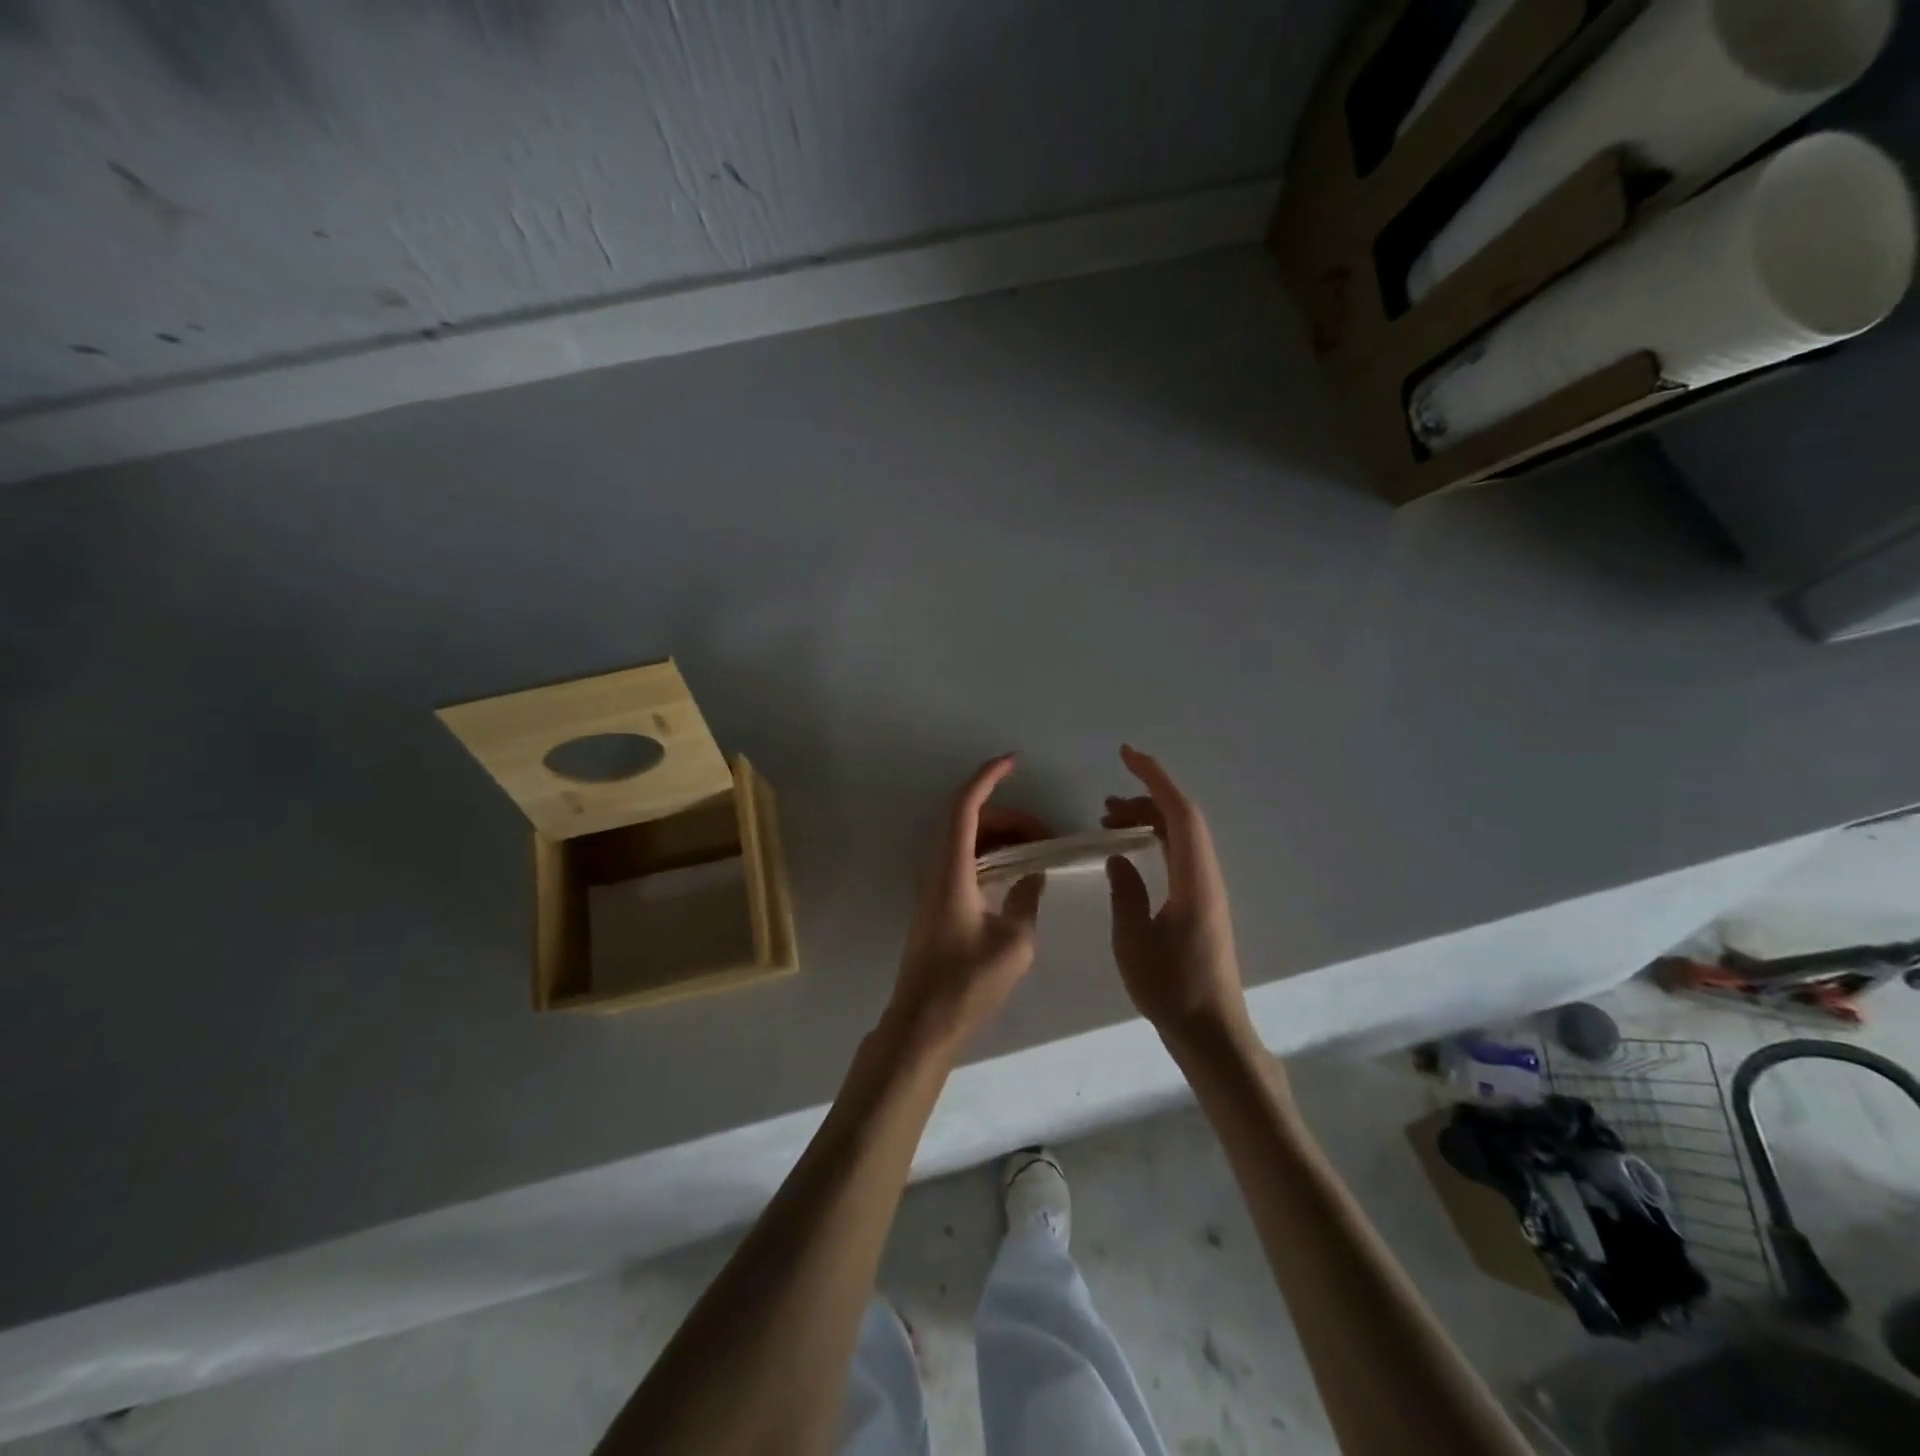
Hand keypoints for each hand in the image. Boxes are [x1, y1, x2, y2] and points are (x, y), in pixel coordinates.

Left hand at [887, 756, 1045, 1053]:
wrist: (923, 1022)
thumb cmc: (967, 984)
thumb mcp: (1014, 943)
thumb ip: (1026, 900)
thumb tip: (1033, 876)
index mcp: (953, 870)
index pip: (966, 807)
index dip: (987, 778)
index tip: (1013, 762)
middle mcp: (937, 868)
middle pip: (967, 819)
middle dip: (1007, 813)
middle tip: (1046, 832)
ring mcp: (933, 885)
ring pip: (965, 839)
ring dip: (999, 834)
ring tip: (1037, 849)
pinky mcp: (937, 902)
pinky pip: (964, 859)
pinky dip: (990, 853)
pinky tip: (1016, 872)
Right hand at [1103, 745, 1250, 1050]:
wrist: (1212, 1032)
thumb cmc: (1171, 989)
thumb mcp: (1133, 940)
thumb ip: (1125, 893)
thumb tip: (1118, 858)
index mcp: (1193, 879)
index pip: (1179, 812)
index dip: (1154, 777)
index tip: (1126, 755)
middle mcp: (1206, 876)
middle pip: (1182, 818)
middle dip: (1145, 798)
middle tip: (1103, 806)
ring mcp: (1207, 890)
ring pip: (1181, 836)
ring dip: (1148, 821)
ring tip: (1109, 824)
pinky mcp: (1202, 904)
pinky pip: (1179, 855)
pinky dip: (1155, 841)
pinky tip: (1131, 854)